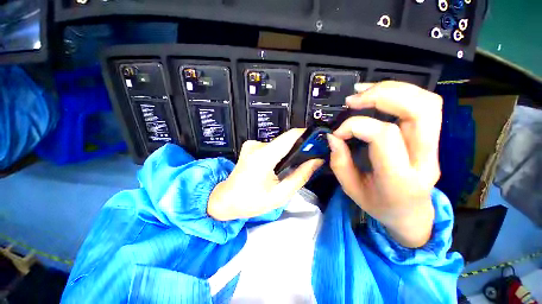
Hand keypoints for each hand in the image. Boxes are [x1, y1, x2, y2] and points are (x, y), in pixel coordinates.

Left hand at [208, 129, 323, 220]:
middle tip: (311, 158)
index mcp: (263, 156)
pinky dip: (279, 154)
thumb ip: (300, 176)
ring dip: (288, 153)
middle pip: (285, 140)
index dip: (306, 135)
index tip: (318, 140)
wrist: (225, 200)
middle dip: (299, 147)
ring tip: (294, 166)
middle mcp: (257, 145)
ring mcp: (252, 144)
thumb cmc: (251, 201)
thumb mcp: (280, 194)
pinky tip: (279, 166)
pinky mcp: (250, 146)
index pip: (290, 136)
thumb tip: (316, 161)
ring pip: (279, 144)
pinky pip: (271, 147)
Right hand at [328, 81, 441, 247]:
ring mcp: (434, 147)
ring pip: (427, 103)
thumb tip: (333, 136)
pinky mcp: (432, 139)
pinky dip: (400, 93)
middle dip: (382, 95)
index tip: (337, 133)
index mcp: (399, 178)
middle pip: (419, 110)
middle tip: (353, 99)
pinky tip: (377, 95)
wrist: (410, 215)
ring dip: (393, 89)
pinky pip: (425, 106)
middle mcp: (424, 159)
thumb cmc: (379, 206)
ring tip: (364, 92)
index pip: (384, 135)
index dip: (355, 126)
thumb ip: (340, 162)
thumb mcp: (351, 189)